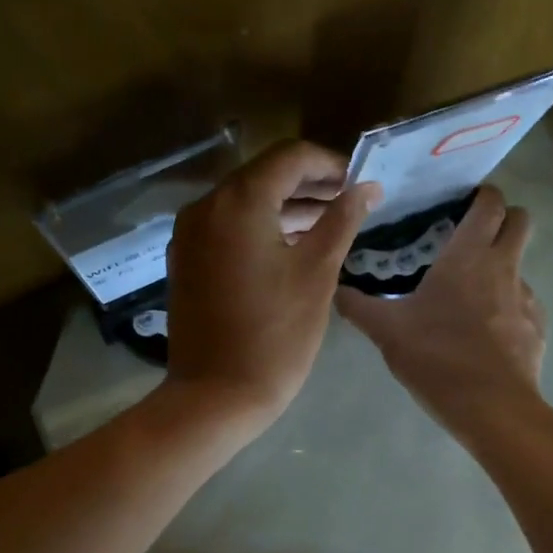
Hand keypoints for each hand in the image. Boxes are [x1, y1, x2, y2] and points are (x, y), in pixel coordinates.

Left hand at [166, 141, 378, 434]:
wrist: (215, 395)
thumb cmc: (275, 335)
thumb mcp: (317, 273)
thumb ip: (342, 220)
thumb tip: (368, 187)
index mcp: (238, 202)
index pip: (289, 157)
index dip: (329, 165)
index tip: (358, 183)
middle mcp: (205, 207)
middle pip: (262, 176)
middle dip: (307, 185)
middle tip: (348, 202)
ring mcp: (188, 236)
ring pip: (242, 203)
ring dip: (284, 208)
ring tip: (326, 225)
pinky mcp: (184, 261)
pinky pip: (225, 229)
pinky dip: (257, 229)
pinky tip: (287, 247)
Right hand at [335, 185, 546, 445]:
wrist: (491, 407)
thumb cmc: (436, 357)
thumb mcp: (386, 331)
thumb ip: (358, 307)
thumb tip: (336, 289)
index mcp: (468, 256)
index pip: (490, 204)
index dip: (482, 196)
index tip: (464, 201)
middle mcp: (504, 267)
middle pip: (521, 221)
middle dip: (503, 220)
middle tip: (471, 237)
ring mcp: (527, 298)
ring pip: (520, 265)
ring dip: (501, 268)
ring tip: (470, 295)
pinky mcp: (537, 328)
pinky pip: (524, 305)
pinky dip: (507, 308)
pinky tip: (484, 334)